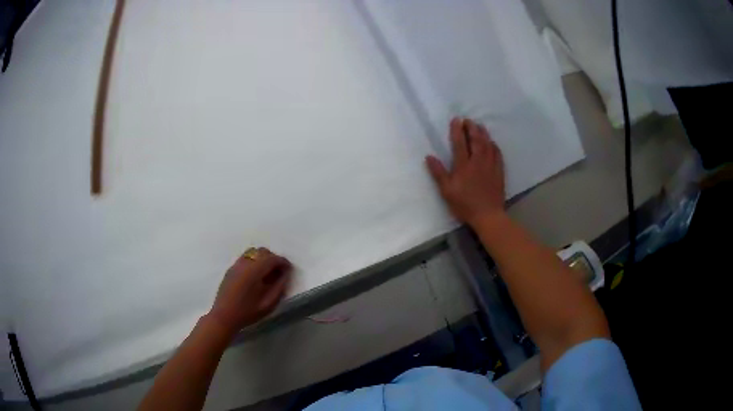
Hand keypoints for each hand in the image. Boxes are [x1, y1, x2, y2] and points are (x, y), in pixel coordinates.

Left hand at [208, 248, 291, 335]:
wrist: (224, 316)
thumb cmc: (248, 312)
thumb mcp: (268, 303)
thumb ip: (279, 287)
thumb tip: (285, 274)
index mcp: (254, 270)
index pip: (273, 258)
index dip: (283, 262)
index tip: (289, 270)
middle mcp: (245, 263)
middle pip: (263, 251)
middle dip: (273, 259)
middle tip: (279, 272)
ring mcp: (236, 264)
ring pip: (253, 252)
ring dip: (263, 258)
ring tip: (267, 273)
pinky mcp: (231, 269)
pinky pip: (245, 258)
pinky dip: (254, 261)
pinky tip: (255, 276)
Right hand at [425, 118, 505, 226]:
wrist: (488, 215)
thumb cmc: (465, 204)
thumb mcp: (447, 191)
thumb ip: (438, 173)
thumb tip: (429, 157)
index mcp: (464, 165)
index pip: (460, 143)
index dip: (457, 130)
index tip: (456, 120)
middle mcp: (478, 161)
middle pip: (476, 140)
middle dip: (472, 127)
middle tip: (468, 120)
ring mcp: (491, 166)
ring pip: (488, 144)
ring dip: (483, 133)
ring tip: (479, 126)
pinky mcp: (499, 171)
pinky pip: (497, 153)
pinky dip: (494, 145)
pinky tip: (492, 142)